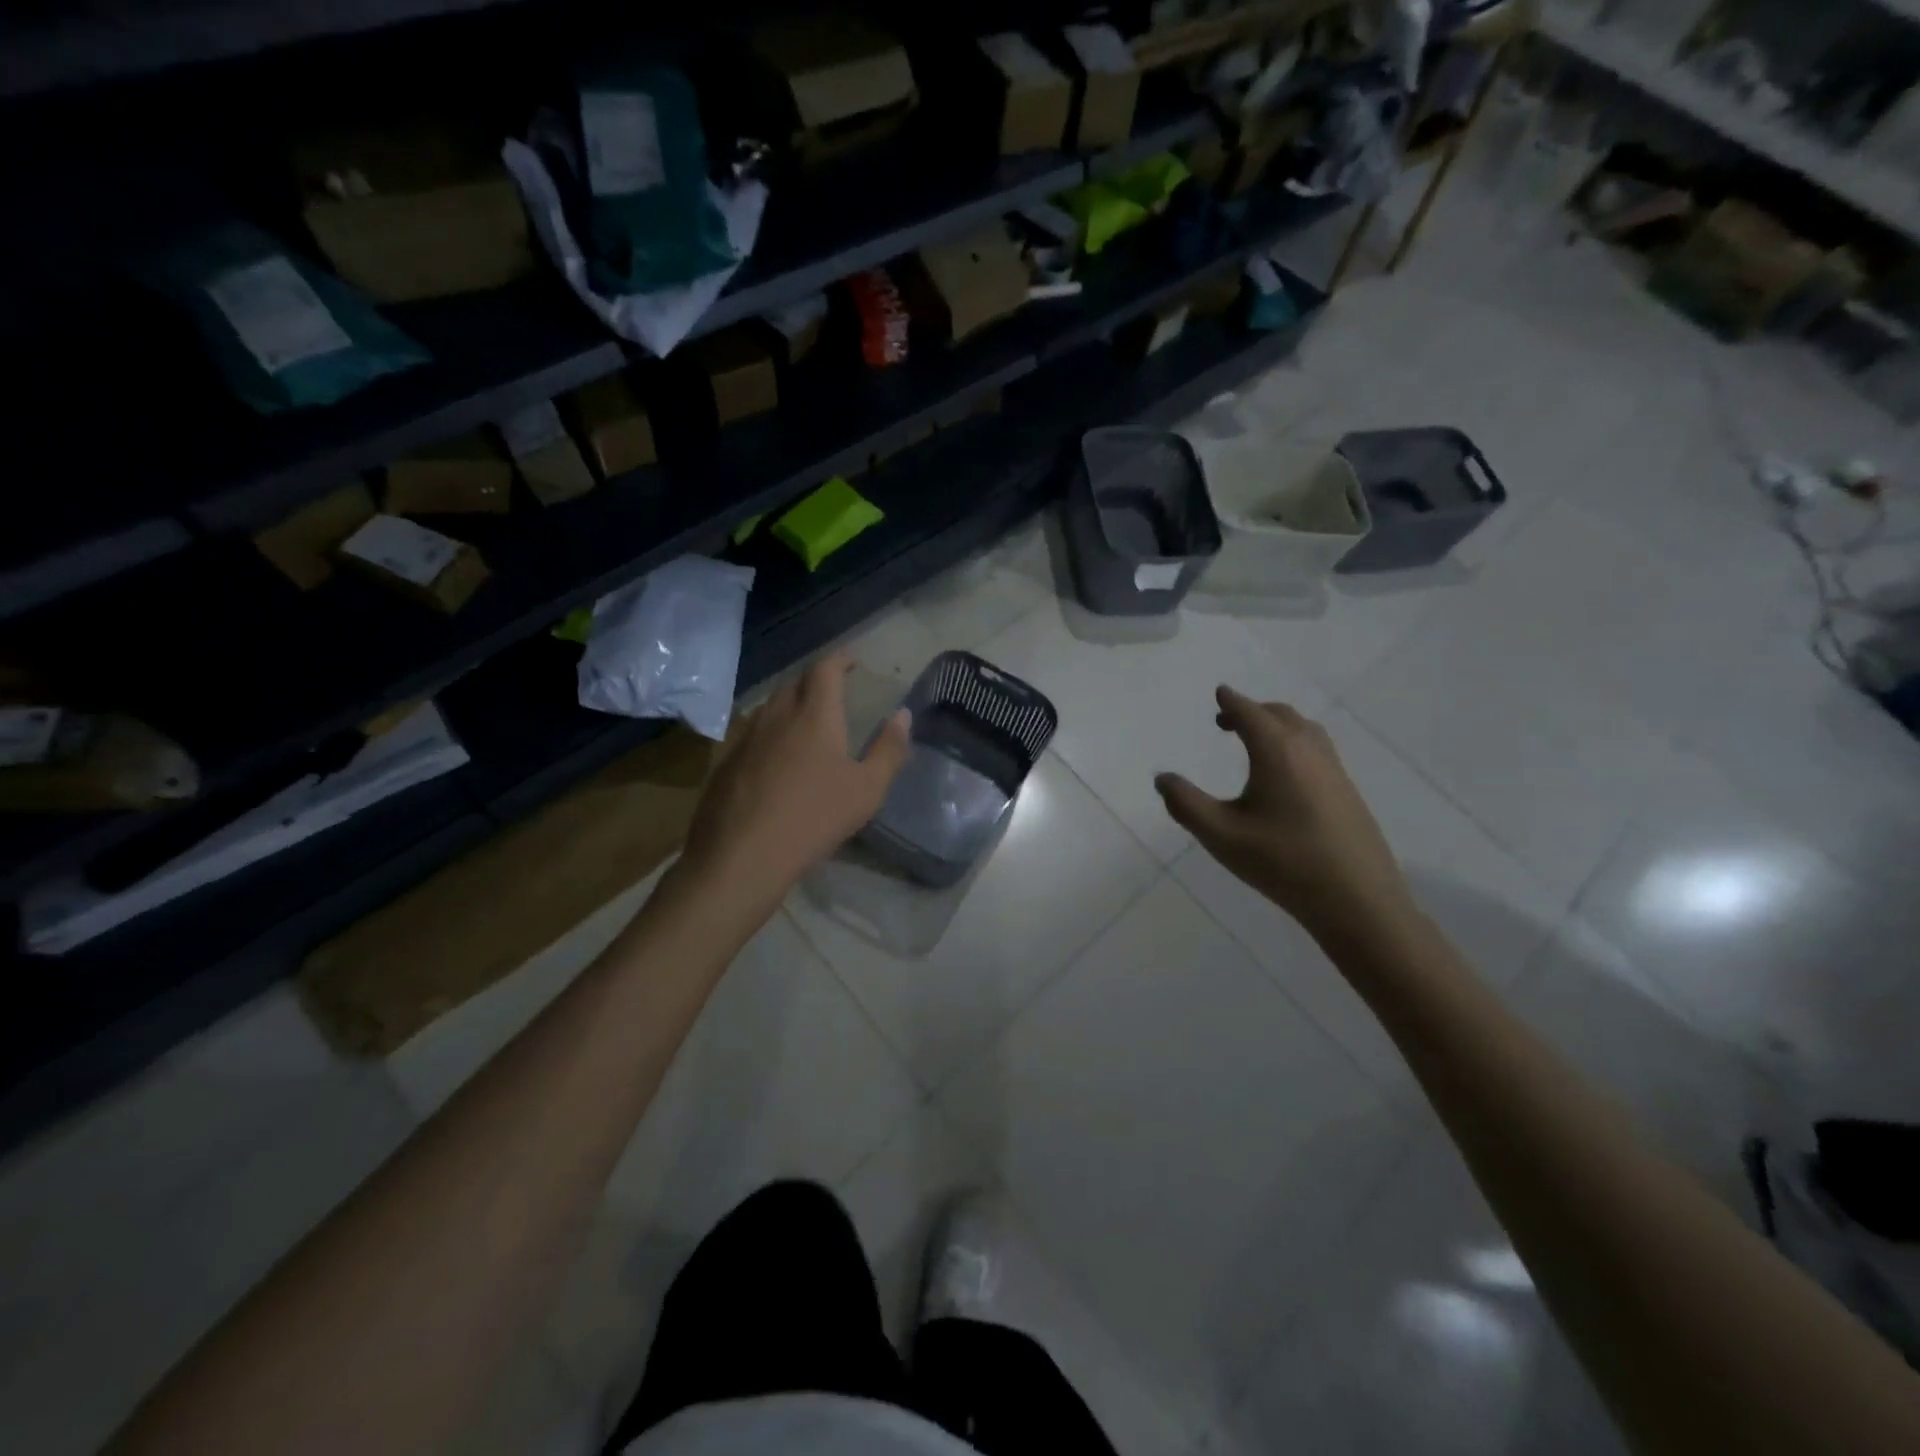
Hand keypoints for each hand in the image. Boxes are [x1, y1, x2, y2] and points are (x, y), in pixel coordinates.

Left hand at [680, 655, 910, 902]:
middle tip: (833, 690)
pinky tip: (776, 757)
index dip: (839, 659)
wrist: (743, 856)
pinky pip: (752, 732)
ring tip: (806, 720)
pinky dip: (770, 731)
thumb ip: (889, 749)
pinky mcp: (726, 762)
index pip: (825, 669)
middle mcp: (776, 715)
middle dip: (815, 679)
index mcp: (814, 715)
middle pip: (795, 682)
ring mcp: (745, 737)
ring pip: (770, 706)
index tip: (852, 661)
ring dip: (791, 704)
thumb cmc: (815, 818)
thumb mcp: (867, 789)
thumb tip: (903, 715)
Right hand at [1155, 687, 1414, 937]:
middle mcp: (1309, 751)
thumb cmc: (1282, 862)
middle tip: (1227, 720)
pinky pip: (1317, 750)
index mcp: (1277, 752)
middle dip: (1252, 711)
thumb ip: (1185, 804)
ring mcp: (1334, 771)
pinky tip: (1285, 774)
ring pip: (1304, 731)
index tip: (1220, 693)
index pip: (1250, 714)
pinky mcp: (1348, 792)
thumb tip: (1162, 778)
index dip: (1232, 702)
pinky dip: (1295, 743)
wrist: (1357, 900)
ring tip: (1255, 741)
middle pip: (1280, 715)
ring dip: (1277, 725)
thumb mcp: (1221, 835)